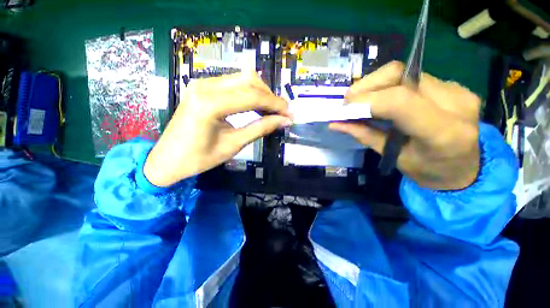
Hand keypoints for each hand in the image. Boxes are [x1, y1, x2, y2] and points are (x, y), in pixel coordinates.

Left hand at [144, 71, 291, 186]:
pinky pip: (232, 83)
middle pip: (248, 80)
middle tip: (282, 112)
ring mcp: (201, 84)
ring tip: (272, 110)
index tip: (290, 114)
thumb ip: (260, 129)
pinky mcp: (202, 87)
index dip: (275, 104)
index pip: (253, 96)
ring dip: (261, 93)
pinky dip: (249, 93)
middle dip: (270, 96)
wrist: (167, 159)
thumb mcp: (234, 145)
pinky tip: (256, 105)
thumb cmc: (199, 158)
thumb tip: (284, 121)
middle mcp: (205, 86)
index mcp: (210, 104)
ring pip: (241, 78)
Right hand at [330, 61, 480, 189]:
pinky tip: (382, 100)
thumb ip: (365, 136)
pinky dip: (389, 86)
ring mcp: (457, 90)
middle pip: (400, 75)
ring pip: (404, 72)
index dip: (365, 101)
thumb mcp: (393, 158)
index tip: (344, 109)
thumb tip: (336, 123)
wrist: (466, 170)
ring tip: (361, 101)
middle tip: (349, 101)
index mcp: (442, 133)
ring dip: (375, 85)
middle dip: (366, 86)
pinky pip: (412, 77)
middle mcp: (455, 104)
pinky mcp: (453, 86)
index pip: (398, 101)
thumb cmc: (429, 172)